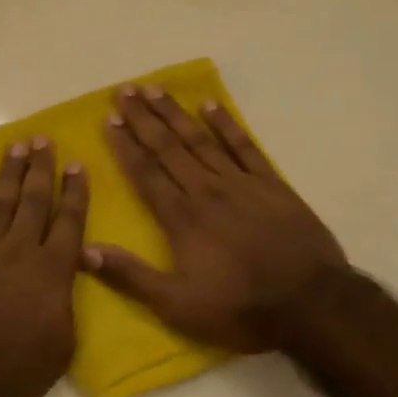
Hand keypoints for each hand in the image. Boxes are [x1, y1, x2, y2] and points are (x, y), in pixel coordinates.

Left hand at [0, 140, 88, 396]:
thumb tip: (68, 275)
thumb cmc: (17, 372)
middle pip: (34, 201)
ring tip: (17, 145)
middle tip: (44, 139)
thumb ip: (67, 302)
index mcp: (52, 271)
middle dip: (41, 168)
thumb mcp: (63, 345)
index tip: (76, 164)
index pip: (69, 222)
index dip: (74, 192)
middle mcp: (20, 251)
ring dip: (9, 171)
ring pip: (0, 201)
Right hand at [86, 85, 346, 351]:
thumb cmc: (240, 307)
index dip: (125, 146)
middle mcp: (206, 190)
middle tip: (123, 90)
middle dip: (143, 118)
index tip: (108, 120)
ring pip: (201, 139)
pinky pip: (244, 146)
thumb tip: (85, 251)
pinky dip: (227, 124)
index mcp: (182, 218)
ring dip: (175, 113)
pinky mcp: (272, 184)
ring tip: (154, 88)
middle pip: (169, 147)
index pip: (146, 173)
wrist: (312, 304)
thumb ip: (131, 276)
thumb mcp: (178, 305)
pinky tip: (210, 105)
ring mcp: (241, 183)